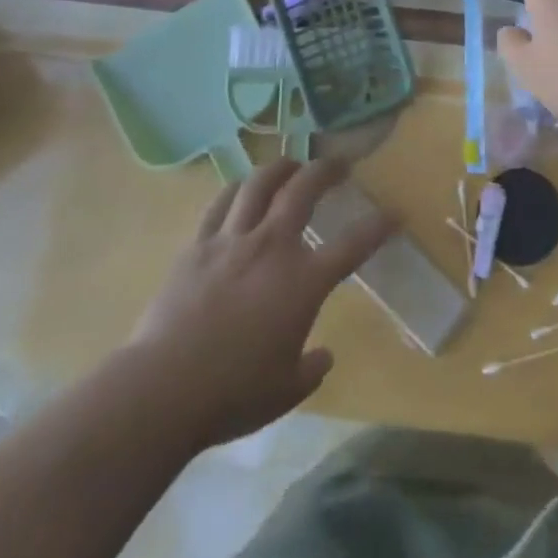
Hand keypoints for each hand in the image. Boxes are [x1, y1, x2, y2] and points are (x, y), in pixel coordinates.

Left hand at [127, 157, 390, 451]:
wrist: (162, 390)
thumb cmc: (231, 394)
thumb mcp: (284, 392)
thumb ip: (310, 369)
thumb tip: (323, 356)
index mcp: (303, 281)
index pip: (354, 244)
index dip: (379, 226)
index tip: (395, 213)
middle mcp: (273, 247)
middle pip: (305, 189)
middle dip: (327, 170)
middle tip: (339, 164)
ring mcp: (233, 240)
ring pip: (260, 184)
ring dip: (281, 166)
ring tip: (291, 162)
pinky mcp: (198, 245)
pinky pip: (221, 203)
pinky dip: (236, 189)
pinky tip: (241, 187)